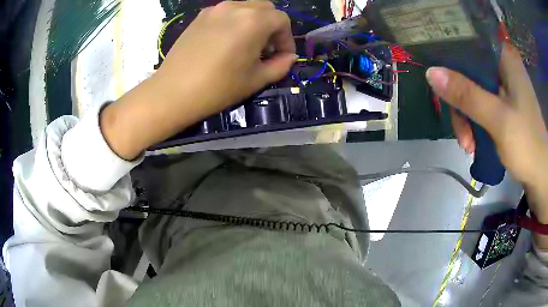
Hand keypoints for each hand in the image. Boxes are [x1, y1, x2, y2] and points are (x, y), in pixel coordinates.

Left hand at [155, 0, 296, 115]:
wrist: (173, 92)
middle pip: (266, 8)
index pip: (282, 20)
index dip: (287, 38)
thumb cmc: (218, 88)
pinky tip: (227, 41)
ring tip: (246, 45)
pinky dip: (235, 21)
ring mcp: (215, 9)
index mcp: (254, 21)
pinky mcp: (200, 16)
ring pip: (246, 7)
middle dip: (272, 27)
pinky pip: (227, 12)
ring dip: (254, 22)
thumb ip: (280, 65)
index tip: (282, 56)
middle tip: (266, 49)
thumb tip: (290, 57)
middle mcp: (236, 7)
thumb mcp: (256, 80)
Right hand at [426, 43, 547, 221]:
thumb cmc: (526, 144)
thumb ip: (467, 95)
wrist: (540, 175)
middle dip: (462, 103)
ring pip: (474, 91)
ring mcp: (504, 87)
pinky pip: (481, 105)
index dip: (452, 60)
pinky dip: (475, 124)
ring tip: (468, 145)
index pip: (470, 45)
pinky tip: (474, 143)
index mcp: (505, 59)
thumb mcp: (498, 119)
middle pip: (470, 72)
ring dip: (467, 118)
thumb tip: (430, 73)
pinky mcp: (504, 105)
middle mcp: (503, 67)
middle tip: (462, 133)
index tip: (442, 83)